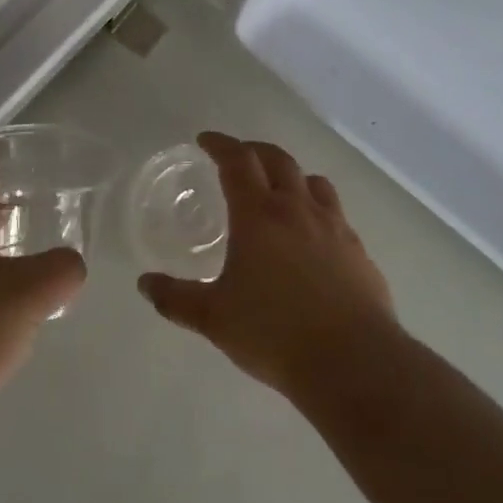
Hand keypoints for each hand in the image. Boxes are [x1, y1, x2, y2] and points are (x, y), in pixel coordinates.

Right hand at [138, 132, 400, 400]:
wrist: (353, 361)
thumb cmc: (274, 332)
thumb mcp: (214, 318)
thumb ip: (176, 298)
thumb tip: (144, 284)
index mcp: (258, 215)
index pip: (237, 161)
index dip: (220, 145)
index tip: (205, 140)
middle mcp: (298, 209)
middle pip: (278, 160)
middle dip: (254, 150)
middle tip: (238, 156)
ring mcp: (334, 227)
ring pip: (313, 182)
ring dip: (291, 175)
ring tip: (279, 189)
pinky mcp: (358, 250)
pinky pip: (336, 213)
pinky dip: (317, 208)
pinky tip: (312, 234)